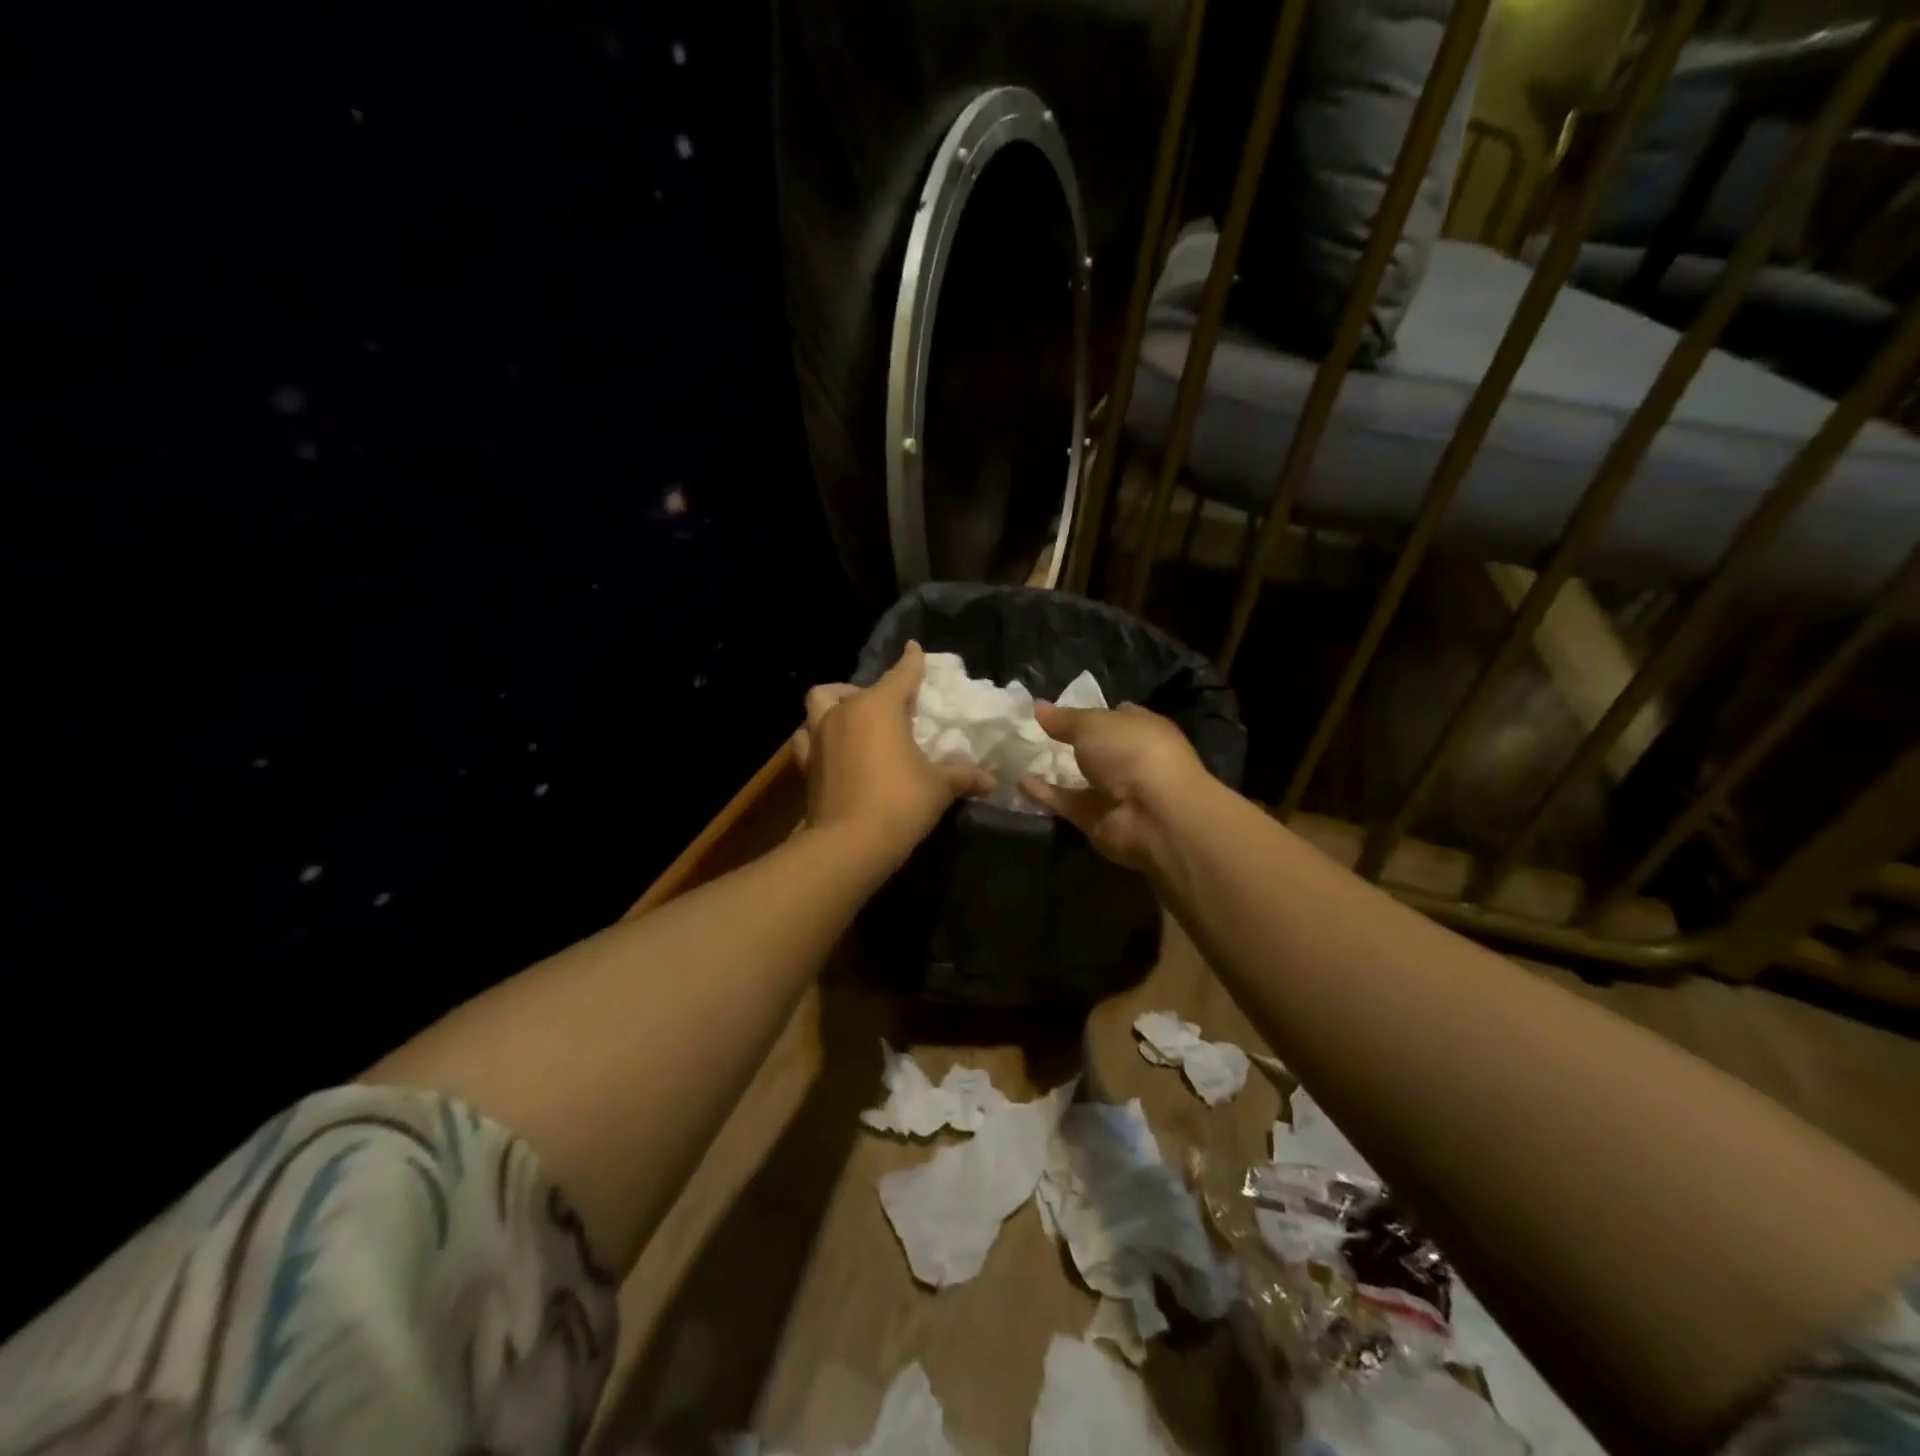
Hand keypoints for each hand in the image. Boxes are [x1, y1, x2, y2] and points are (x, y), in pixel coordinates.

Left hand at [791, 641, 992, 866]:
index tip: (915, 649)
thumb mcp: (939, 788)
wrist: (848, 844)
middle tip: (892, 708)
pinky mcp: (806, 763)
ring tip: (852, 716)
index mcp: (879, 707)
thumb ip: (962, 776)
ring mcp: (820, 735)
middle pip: (859, 688)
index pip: (901, 674)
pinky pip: (806, 736)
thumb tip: (991, 780)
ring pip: (820, 701)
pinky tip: (830, 746)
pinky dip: (816, 735)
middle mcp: (845, 712)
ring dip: (835, 702)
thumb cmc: (899, 803)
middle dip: (875, 691)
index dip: (912, 662)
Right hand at [1019, 701, 1207, 871]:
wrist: (1152, 813)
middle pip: (1096, 749)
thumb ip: (1064, 718)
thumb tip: (1037, 706)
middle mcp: (1132, 760)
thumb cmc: (1132, 751)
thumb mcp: (1093, 723)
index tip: (1056, 710)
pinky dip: (1045, 794)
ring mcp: (1115, 793)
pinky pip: (1067, 803)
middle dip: (1067, 742)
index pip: (1116, 716)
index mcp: (1142, 729)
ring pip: (1079, 778)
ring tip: (1016, 756)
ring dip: (1053, 770)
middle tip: (1028, 733)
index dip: (1088, 711)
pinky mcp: (1097, 820)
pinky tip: (1018, 781)